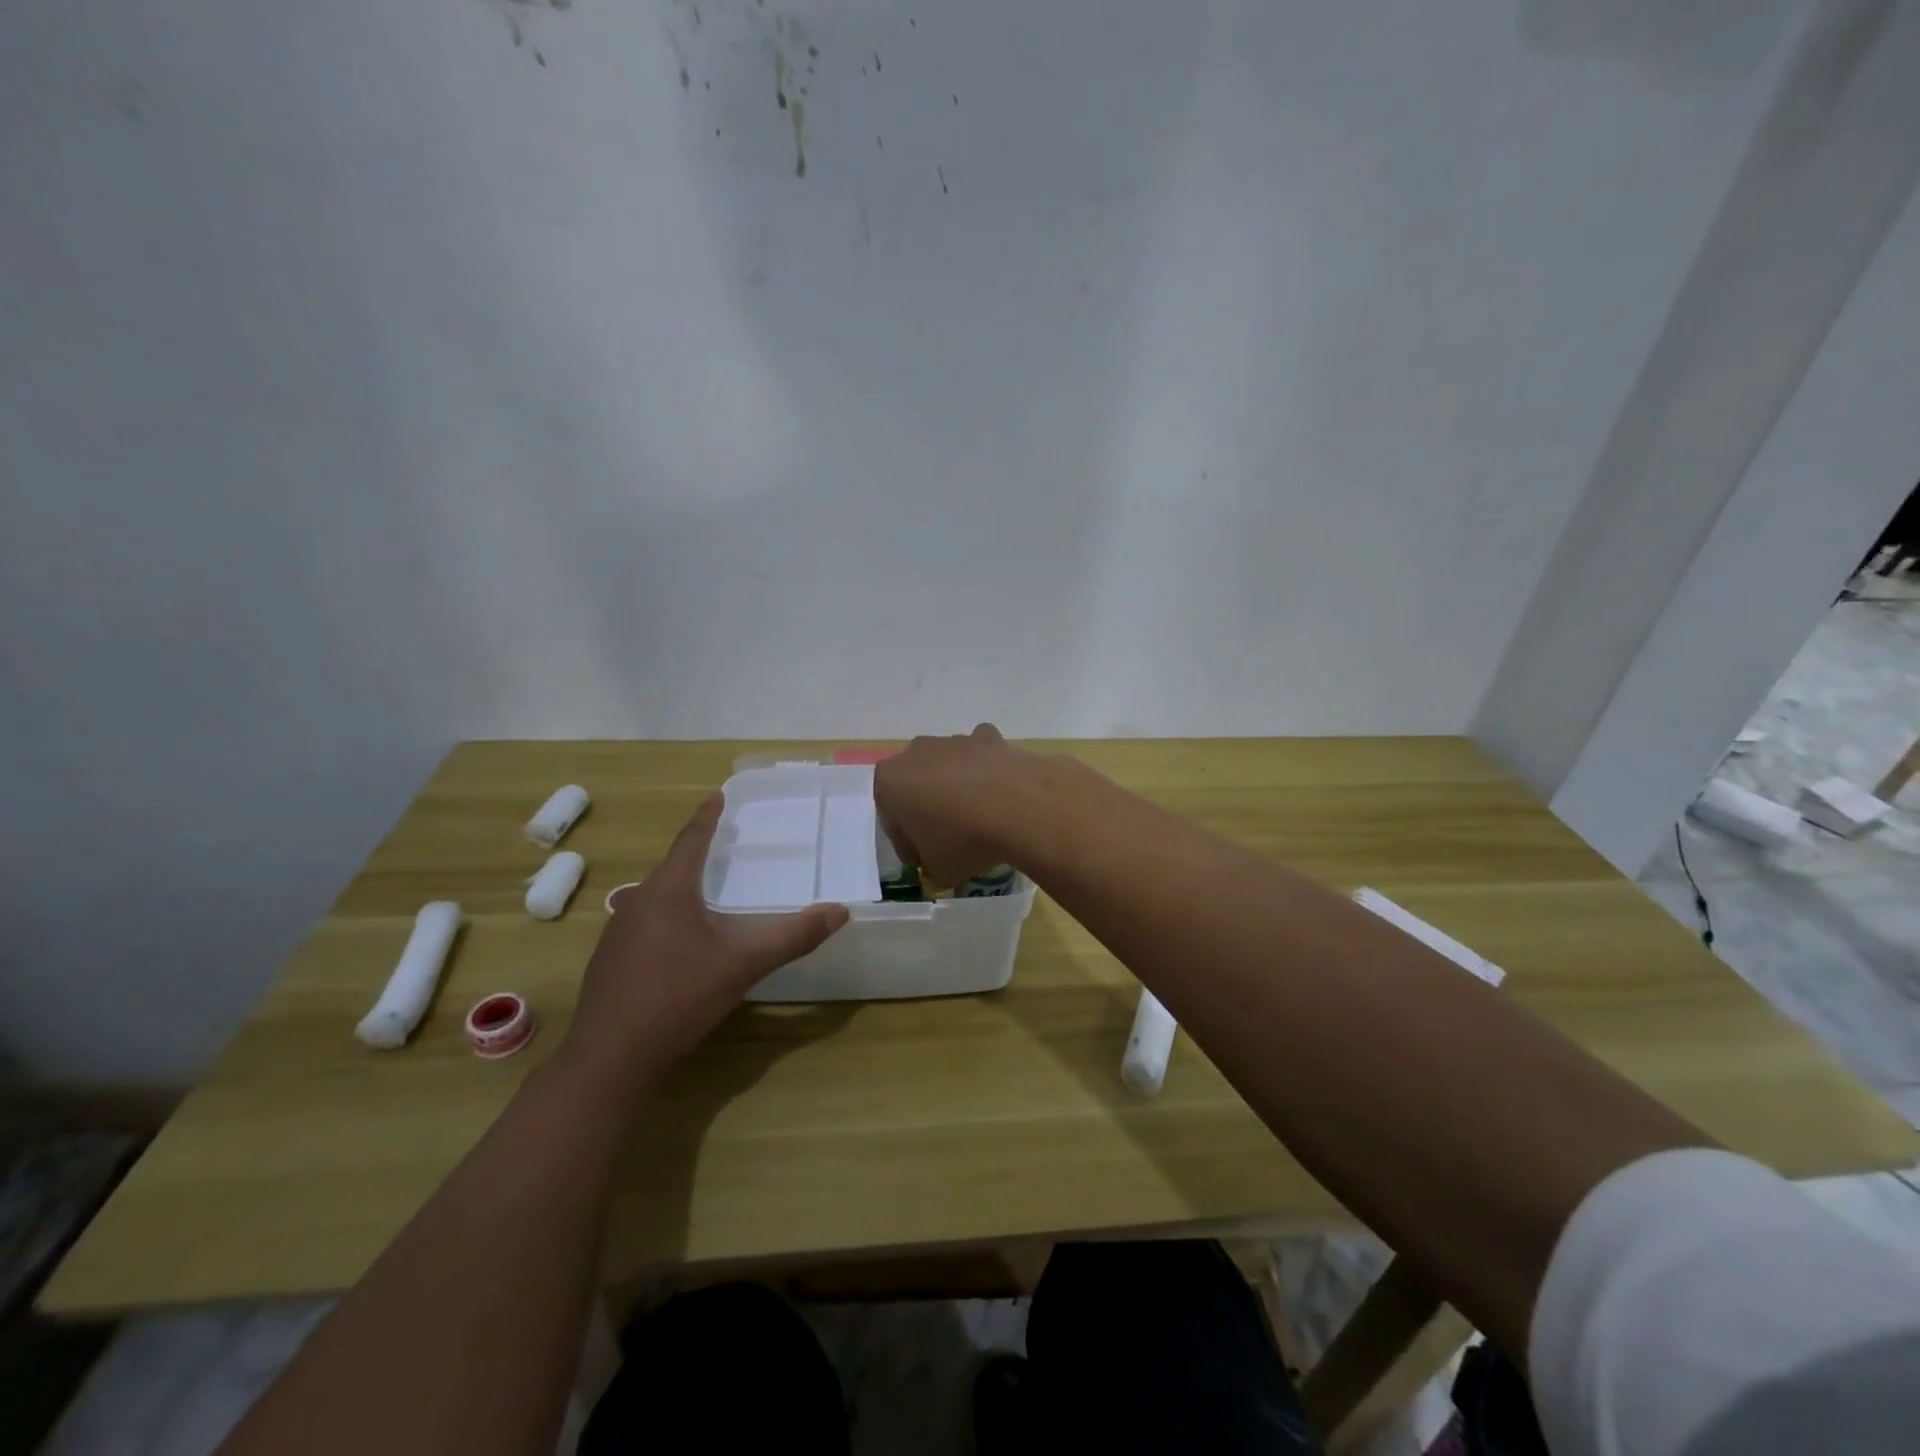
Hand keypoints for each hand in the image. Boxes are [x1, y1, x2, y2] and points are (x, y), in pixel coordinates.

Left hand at [560, 797, 848, 1087]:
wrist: (610, 1057)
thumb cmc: (679, 997)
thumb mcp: (743, 965)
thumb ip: (792, 937)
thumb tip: (840, 912)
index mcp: (669, 891)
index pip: (691, 840)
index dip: (707, 817)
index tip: (717, 796)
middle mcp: (638, 901)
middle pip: (673, 867)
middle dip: (698, 853)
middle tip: (723, 843)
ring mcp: (618, 931)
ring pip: (657, 897)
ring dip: (682, 887)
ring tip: (707, 890)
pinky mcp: (610, 960)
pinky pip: (645, 922)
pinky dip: (668, 916)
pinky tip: (681, 940)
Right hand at [874, 723, 1037, 885]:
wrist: (1017, 807)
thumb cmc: (962, 839)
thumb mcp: (938, 869)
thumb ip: (931, 864)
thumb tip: (940, 864)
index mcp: (889, 782)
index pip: (891, 821)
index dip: (907, 846)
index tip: (923, 862)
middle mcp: (915, 753)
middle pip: (916, 787)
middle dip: (927, 810)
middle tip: (946, 840)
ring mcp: (953, 741)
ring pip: (946, 767)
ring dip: (955, 789)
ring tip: (978, 820)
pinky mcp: (988, 737)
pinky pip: (979, 754)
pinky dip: (985, 768)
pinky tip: (998, 791)